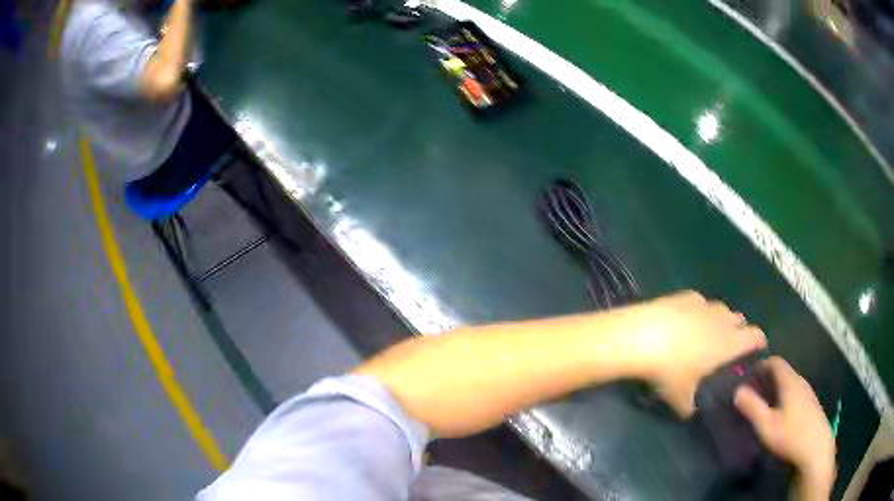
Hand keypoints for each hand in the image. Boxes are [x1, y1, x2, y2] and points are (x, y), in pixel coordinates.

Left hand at [621, 291, 766, 415]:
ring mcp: (704, 304)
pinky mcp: (686, 295)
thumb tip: (690, 412)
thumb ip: (690, 407)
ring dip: (721, 319)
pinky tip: (687, 321)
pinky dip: (700, 310)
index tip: (757, 348)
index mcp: (729, 343)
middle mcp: (722, 319)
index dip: (759, 341)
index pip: (755, 336)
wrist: (642, 337)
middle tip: (729, 346)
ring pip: (722, 308)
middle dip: (739, 330)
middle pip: (740, 319)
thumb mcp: (680, 398)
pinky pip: (701, 302)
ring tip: (708, 333)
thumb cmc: (669, 371)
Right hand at [735, 357, 834, 498]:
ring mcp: (808, 393)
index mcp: (790, 381)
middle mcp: (800, 382)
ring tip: (764, 403)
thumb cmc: (790, 435)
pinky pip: (795, 393)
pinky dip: (784, 396)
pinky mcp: (811, 405)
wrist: (815, 449)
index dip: (761, 364)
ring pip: (790, 383)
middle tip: (752, 391)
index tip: (748, 374)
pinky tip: (780, 414)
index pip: (775, 362)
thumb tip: (737, 390)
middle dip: (767, 378)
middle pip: (783, 372)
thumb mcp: (766, 425)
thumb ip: (752, 407)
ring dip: (776, 388)